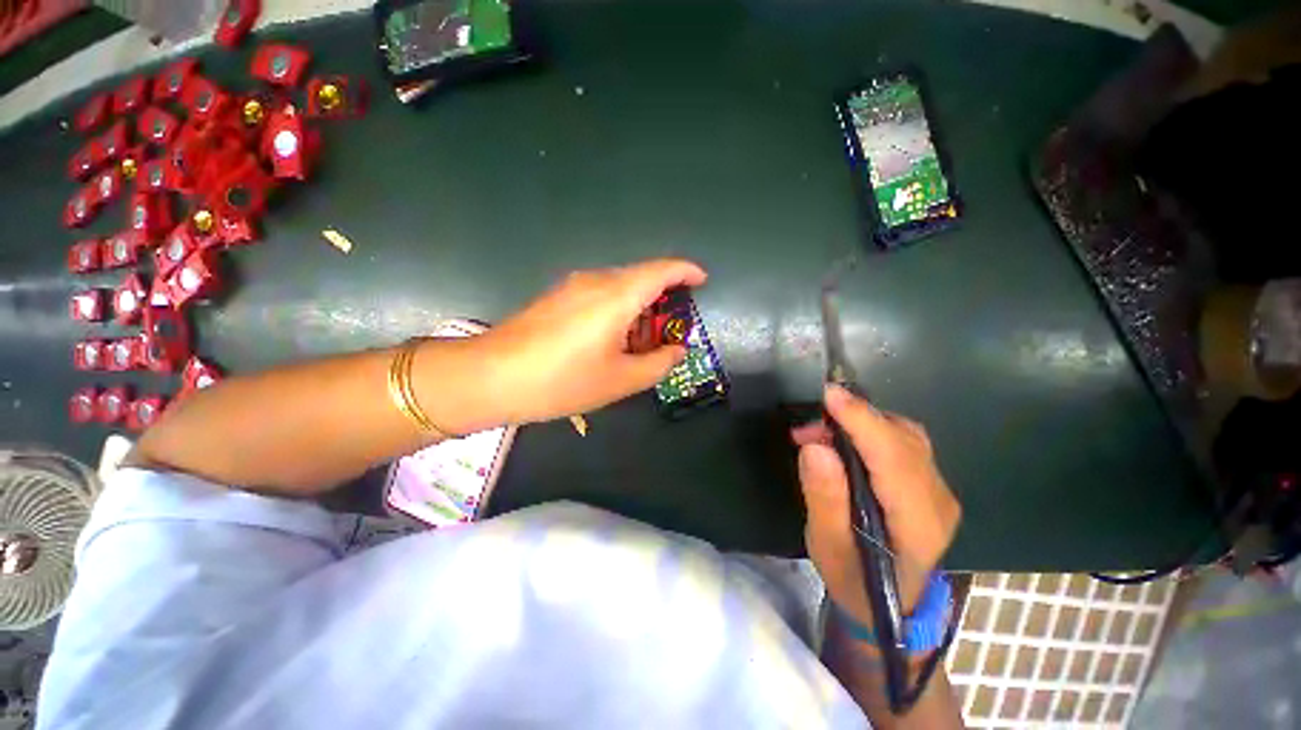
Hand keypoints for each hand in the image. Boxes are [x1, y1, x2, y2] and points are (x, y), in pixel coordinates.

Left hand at [477, 258, 707, 424]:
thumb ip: (658, 363)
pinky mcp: (557, 297)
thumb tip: (677, 350)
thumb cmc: (563, 380)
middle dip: (662, 300)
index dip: (686, 271)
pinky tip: (611, 340)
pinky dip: (617, 310)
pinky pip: (599, 295)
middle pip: (641, 278)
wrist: (491, 377)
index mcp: (617, 295)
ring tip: (640, 343)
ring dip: (638, 308)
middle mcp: (596, 280)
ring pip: (619, 287)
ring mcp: (572, 286)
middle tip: (670, 332)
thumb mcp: (621, 379)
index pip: (661, 270)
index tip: (702, 281)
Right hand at [793, 385, 960, 627]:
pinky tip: (843, 439)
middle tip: (808, 427)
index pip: (894, 459)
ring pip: (905, 436)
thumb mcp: (829, 548)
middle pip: (903, 440)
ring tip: (820, 432)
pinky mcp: (929, 482)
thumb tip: (816, 447)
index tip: (829, 395)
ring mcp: (939, 489)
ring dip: (861, 422)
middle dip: (854, 419)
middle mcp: (938, 499)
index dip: (862, 422)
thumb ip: (825, 499)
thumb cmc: (856, 581)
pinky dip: (870, 429)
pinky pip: (903, 441)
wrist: (895, 606)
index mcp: (918, 524)